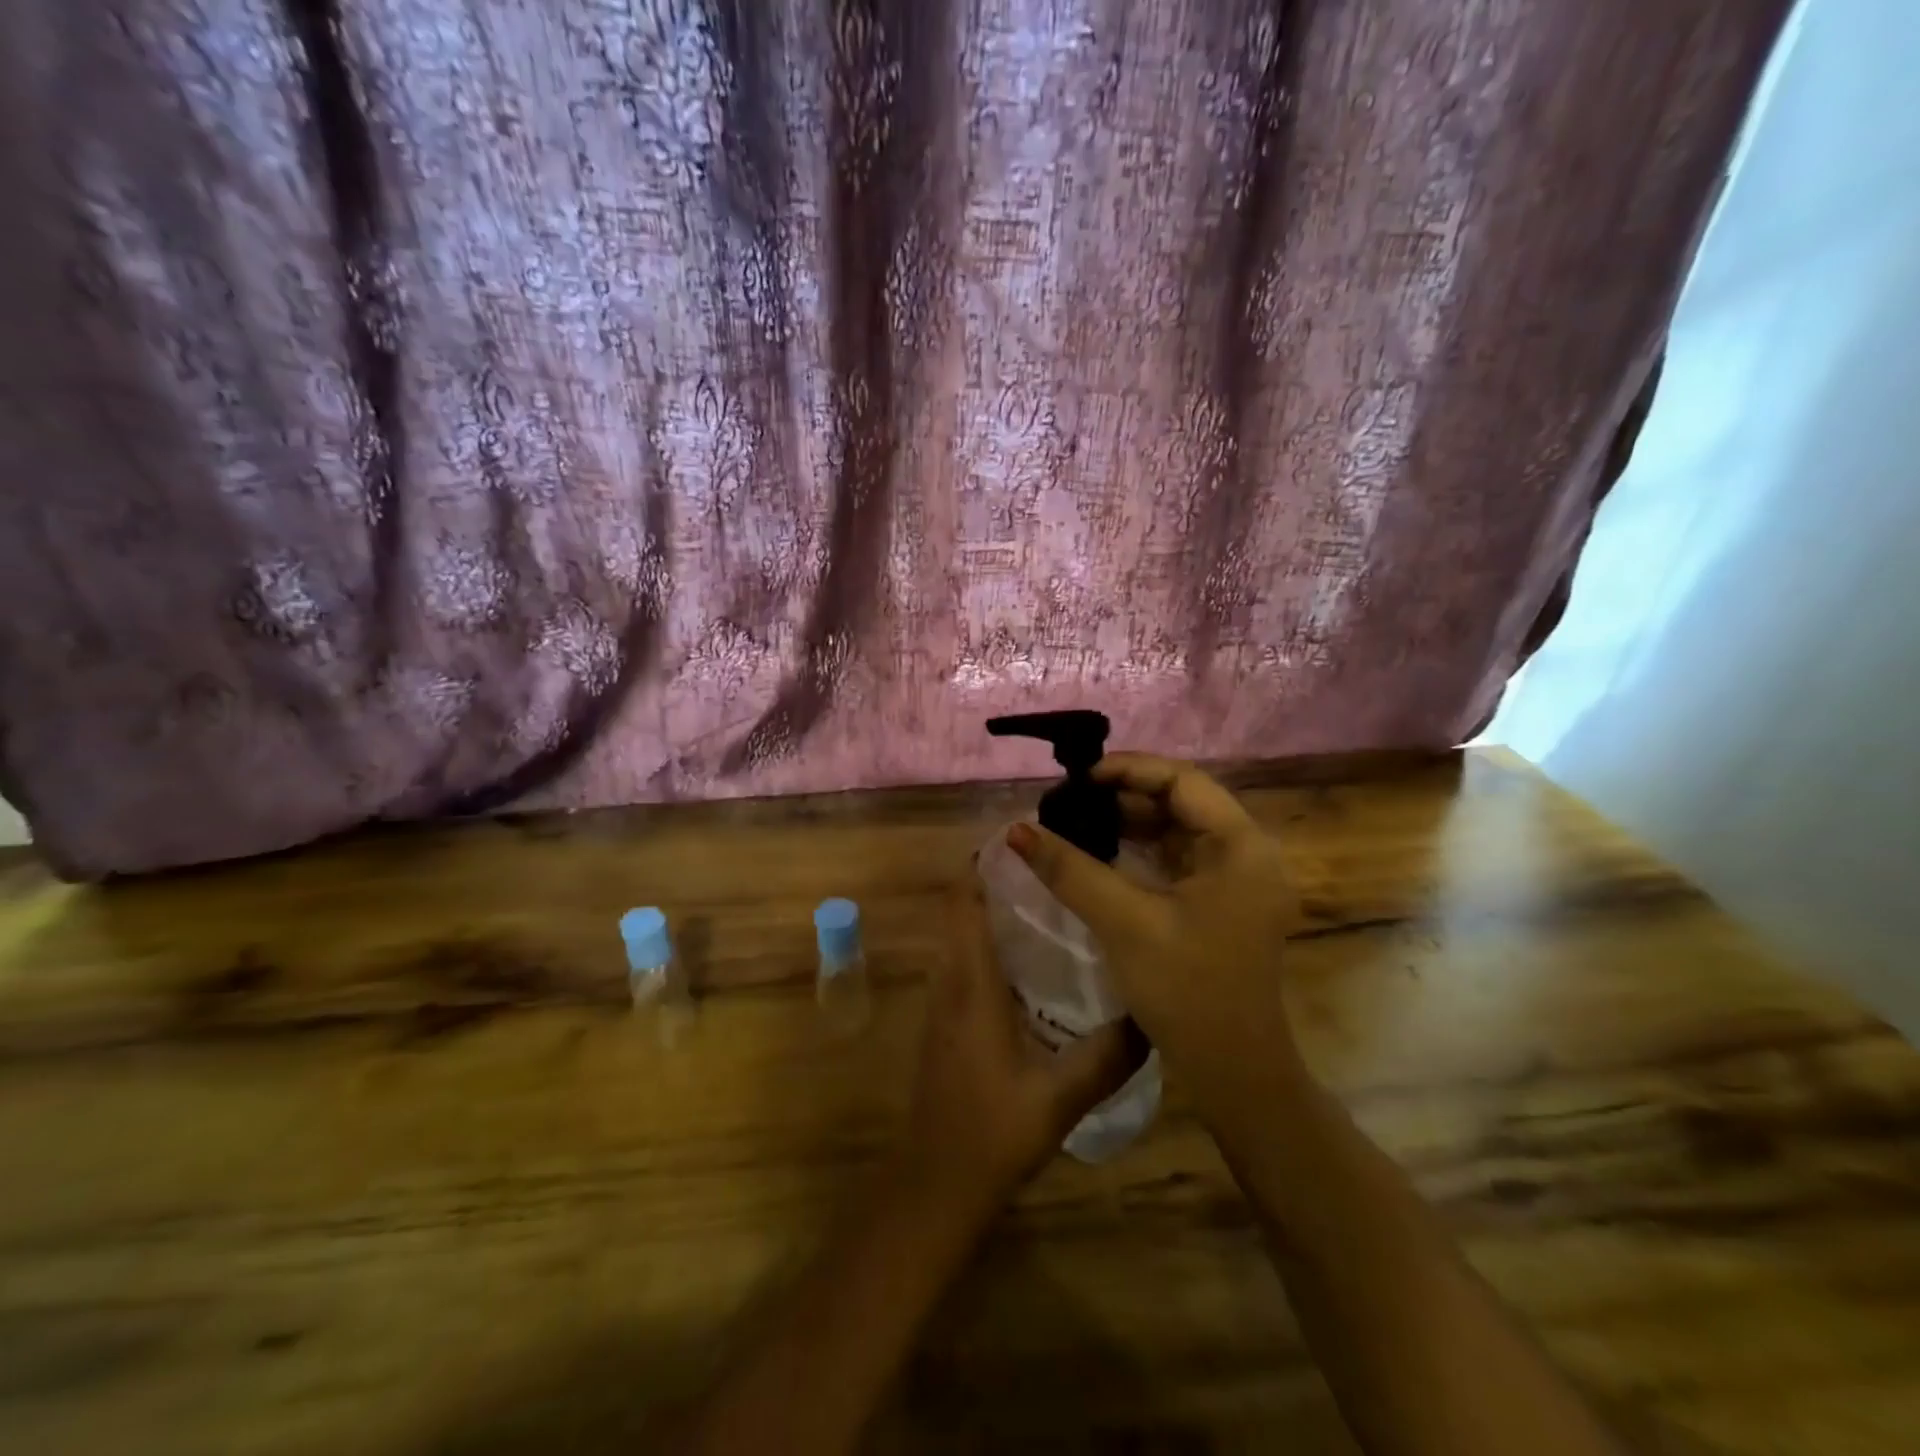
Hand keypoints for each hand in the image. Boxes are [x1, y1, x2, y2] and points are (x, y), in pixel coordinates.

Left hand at [899, 887, 1142, 1210]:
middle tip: (1057, 867)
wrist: (936, 1183)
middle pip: (964, 909)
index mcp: (971, 983)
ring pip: (964, 934)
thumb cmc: (991, 1132)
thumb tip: (1152, 1015)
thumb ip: (1108, 1055)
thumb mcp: (1060, 1096)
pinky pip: (967, 961)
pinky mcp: (948, 1020)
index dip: (984, 863)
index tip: (1027, 840)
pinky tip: (1037, 960)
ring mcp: (944, 1001)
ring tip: (1054, 900)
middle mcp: (951, 980)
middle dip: (1000, 880)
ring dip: (996, 910)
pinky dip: (993, 942)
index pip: (963, 901)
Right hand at [1006, 754, 1302, 1098]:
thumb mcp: (1124, 923)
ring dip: (1131, 822)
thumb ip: (1069, 870)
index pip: (1183, 780)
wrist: (1233, 1072)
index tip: (1078, 779)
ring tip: (1079, 819)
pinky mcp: (1223, 902)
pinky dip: (1142, 850)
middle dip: (1125, 796)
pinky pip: (1179, 858)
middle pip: (1182, 801)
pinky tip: (1103, 852)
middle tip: (1072, 799)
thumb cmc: (1186, 991)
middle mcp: (1248, 853)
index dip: (1129, 770)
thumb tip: (1016, 830)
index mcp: (1242, 847)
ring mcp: (1238, 880)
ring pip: (1178, 829)